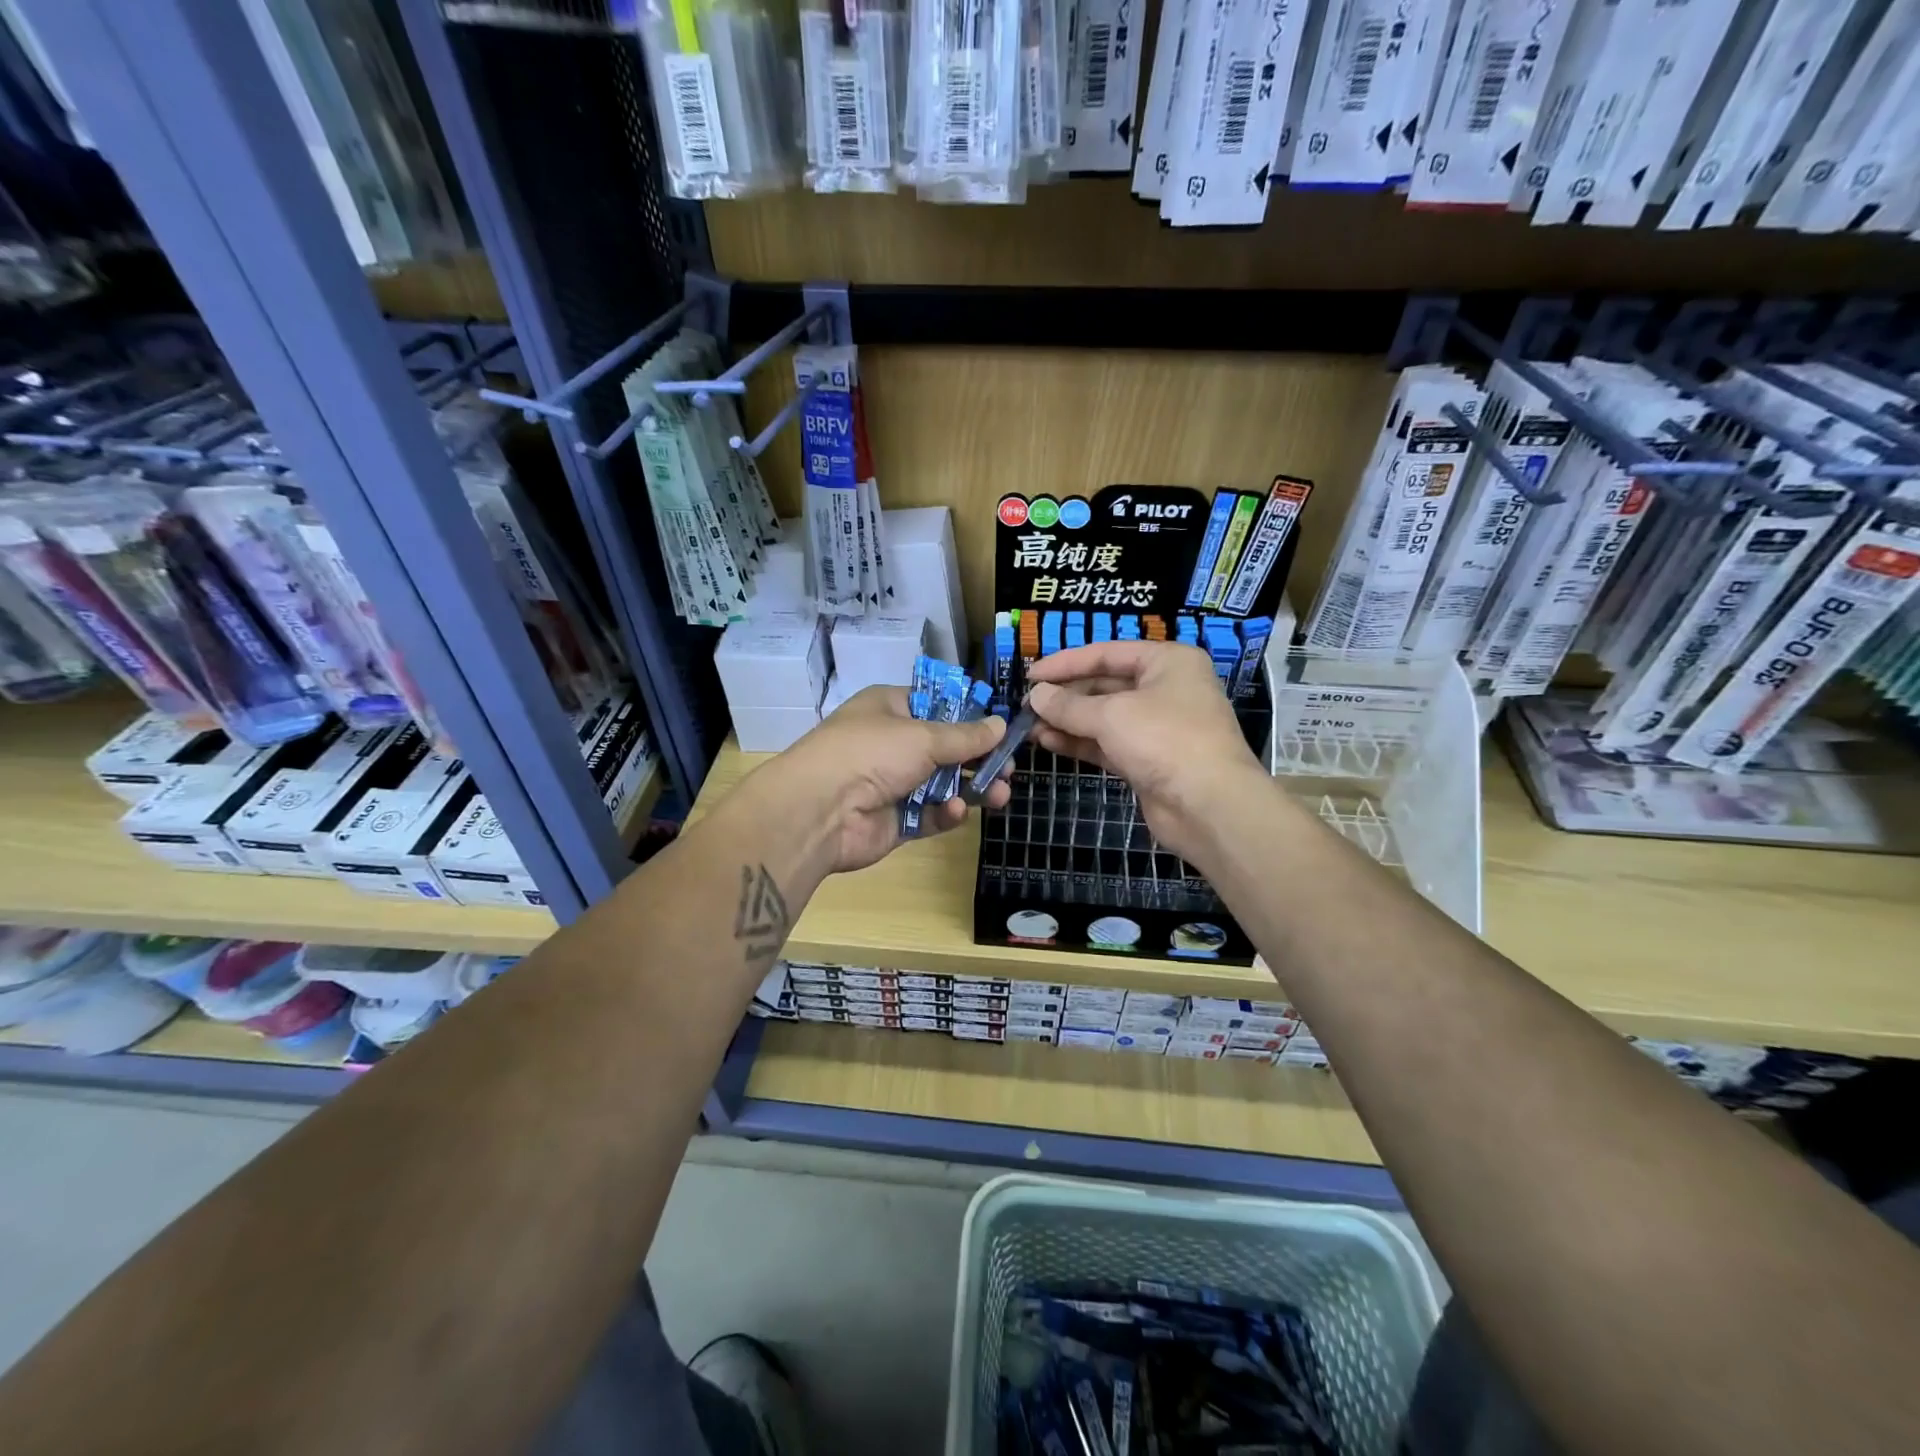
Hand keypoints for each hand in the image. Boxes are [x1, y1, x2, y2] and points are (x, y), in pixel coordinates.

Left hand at [753, 685, 1009, 873]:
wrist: (819, 811)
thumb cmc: (870, 754)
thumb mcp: (923, 736)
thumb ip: (965, 736)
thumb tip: (1001, 724)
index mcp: (889, 709)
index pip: (936, 705)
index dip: (968, 716)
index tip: (1000, 728)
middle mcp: (890, 743)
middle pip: (945, 749)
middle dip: (978, 758)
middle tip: (1009, 768)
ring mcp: (892, 783)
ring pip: (942, 784)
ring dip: (971, 788)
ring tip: (1000, 794)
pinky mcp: (895, 820)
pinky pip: (929, 814)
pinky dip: (945, 813)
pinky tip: (956, 812)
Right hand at [1025, 641, 1268, 866]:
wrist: (1208, 805)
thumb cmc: (1164, 740)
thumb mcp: (1111, 715)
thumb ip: (1069, 705)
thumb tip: (1035, 696)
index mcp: (1168, 661)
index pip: (1107, 653)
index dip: (1066, 663)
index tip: (1030, 675)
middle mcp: (1166, 689)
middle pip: (1105, 685)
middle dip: (1066, 696)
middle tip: (1028, 705)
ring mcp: (1158, 727)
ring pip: (1104, 717)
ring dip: (1068, 721)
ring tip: (1030, 726)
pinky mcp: (1149, 760)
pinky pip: (1108, 743)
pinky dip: (1080, 742)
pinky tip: (1048, 743)